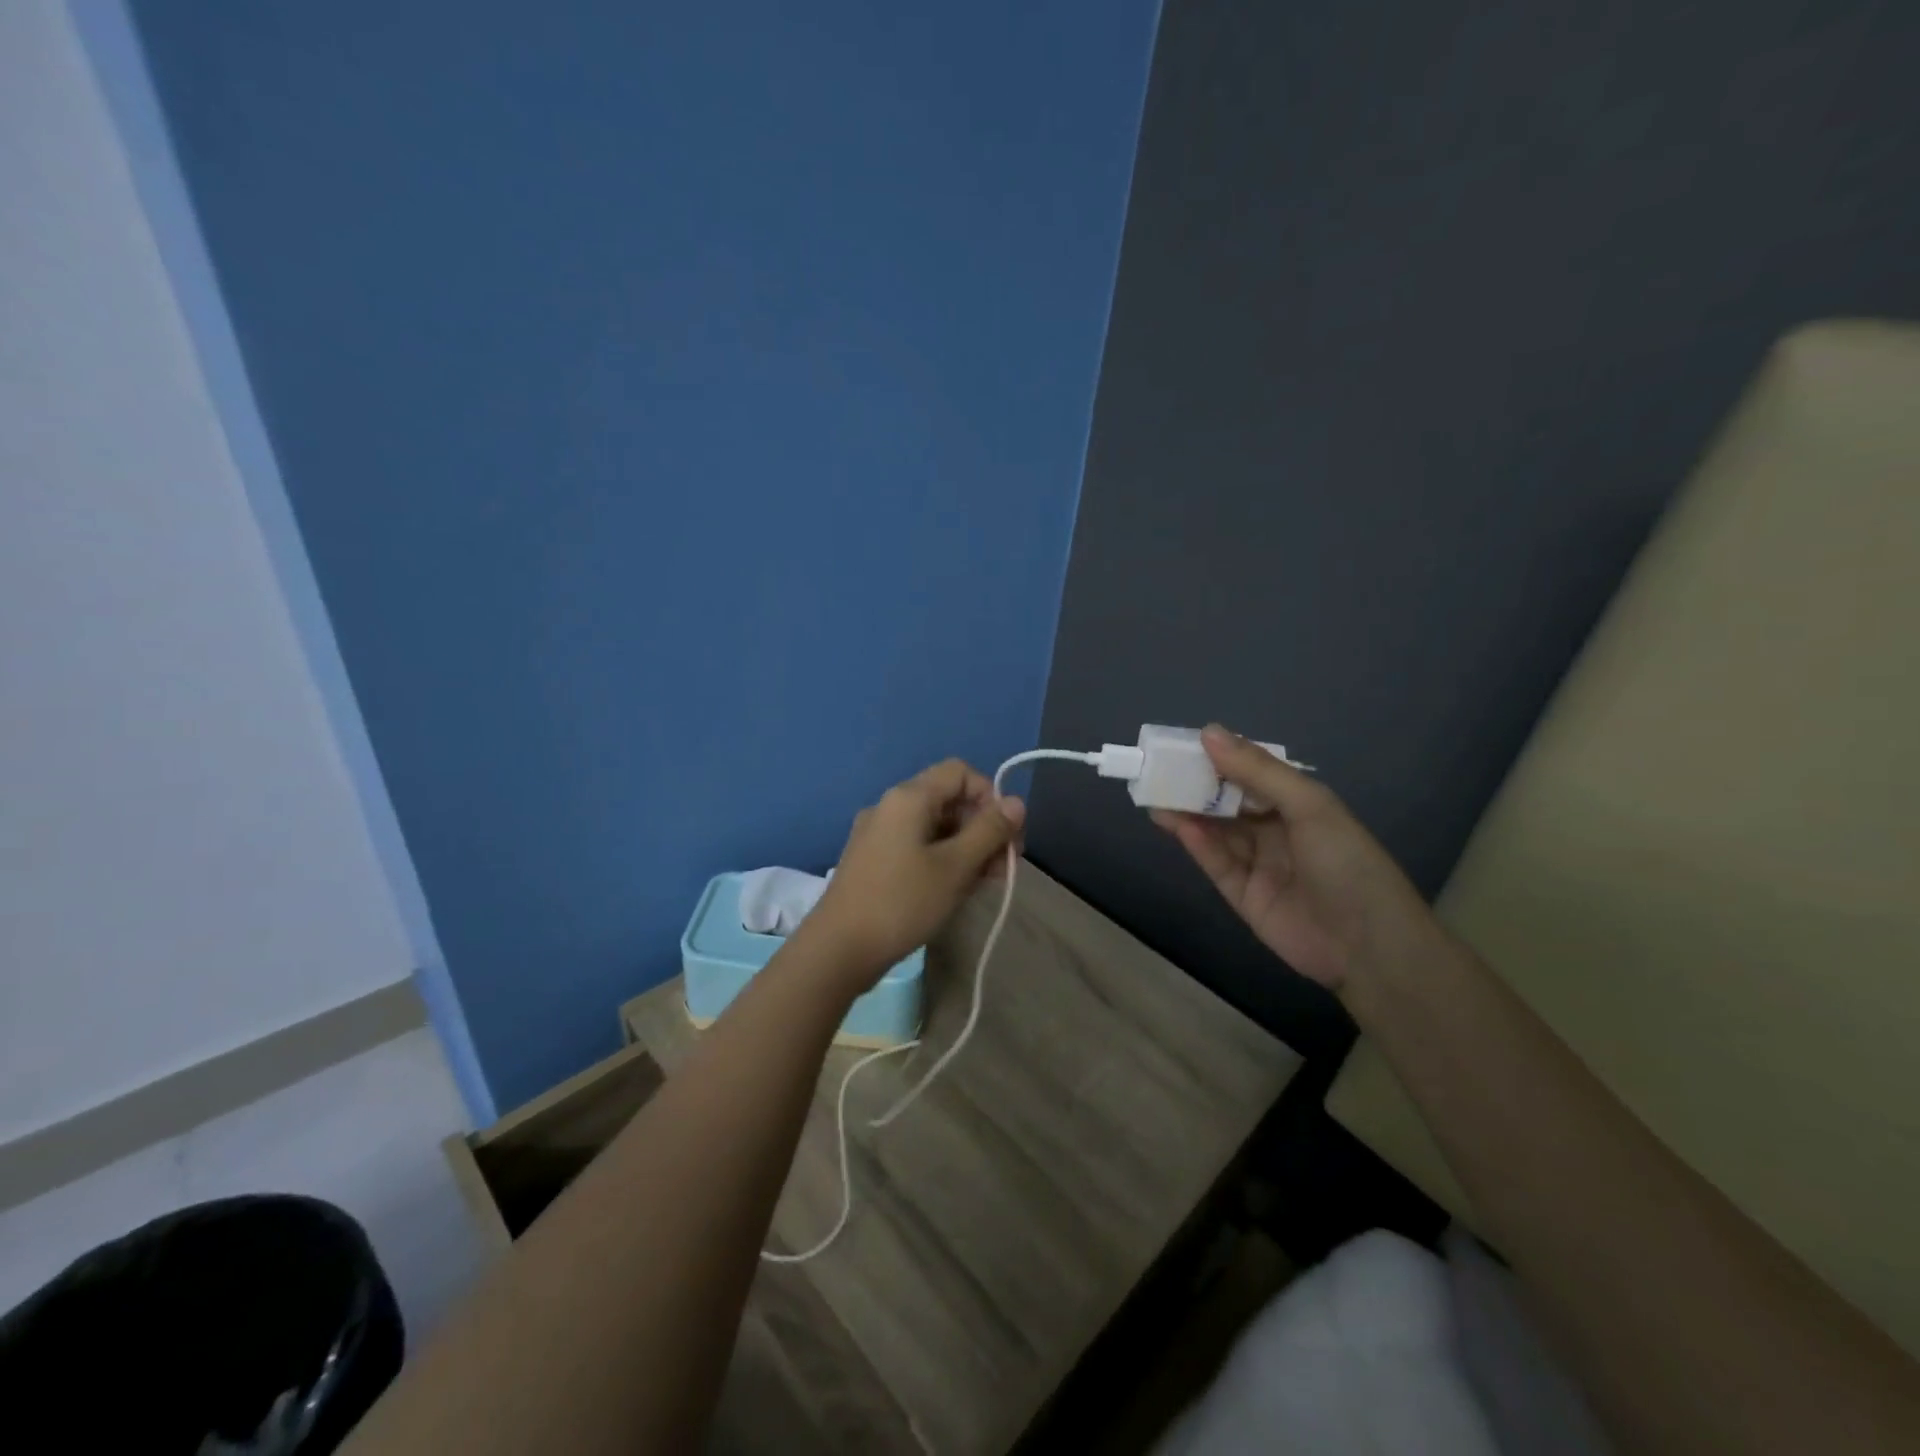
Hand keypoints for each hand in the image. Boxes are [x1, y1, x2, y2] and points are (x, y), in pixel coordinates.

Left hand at [802, 759, 1023, 991]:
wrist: (838, 949)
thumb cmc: (902, 902)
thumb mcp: (955, 867)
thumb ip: (989, 831)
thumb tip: (1016, 802)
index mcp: (908, 797)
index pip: (960, 772)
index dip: (990, 796)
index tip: (1006, 835)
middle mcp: (890, 806)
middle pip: (948, 799)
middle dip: (982, 828)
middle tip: (1003, 868)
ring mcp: (877, 834)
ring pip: (934, 827)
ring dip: (965, 848)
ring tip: (984, 884)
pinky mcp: (872, 860)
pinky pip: (916, 846)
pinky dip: (942, 860)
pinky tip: (954, 890)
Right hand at [1152, 725, 1436, 996]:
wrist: (1368, 946)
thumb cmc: (1346, 862)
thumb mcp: (1308, 805)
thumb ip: (1257, 770)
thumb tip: (1208, 732)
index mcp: (1299, 804)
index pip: (1252, 774)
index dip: (1220, 758)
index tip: (1185, 745)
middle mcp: (1276, 830)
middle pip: (1228, 803)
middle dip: (1196, 786)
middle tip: (1159, 771)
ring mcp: (1259, 863)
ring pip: (1216, 831)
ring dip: (1189, 813)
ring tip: (1155, 796)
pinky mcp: (1242, 895)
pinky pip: (1216, 863)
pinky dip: (1197, 843)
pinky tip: (1176, 825)